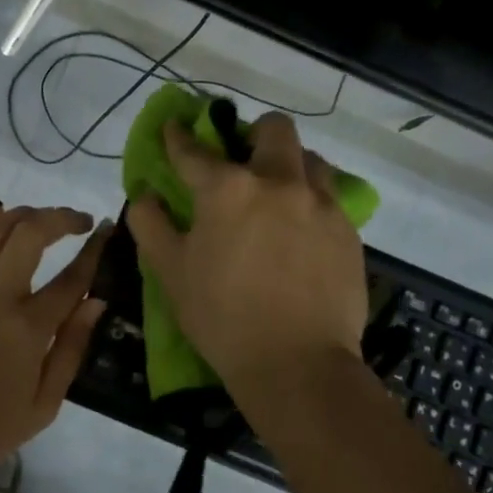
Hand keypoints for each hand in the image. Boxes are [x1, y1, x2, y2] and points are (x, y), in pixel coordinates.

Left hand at [0, 203, 109, 487]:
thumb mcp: (43, 406)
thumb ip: (71, 348)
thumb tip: (95, 301)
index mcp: (28, 329)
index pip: (71, 277)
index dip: (94, 249)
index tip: (105, 231)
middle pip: (30, 234)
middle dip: (59, 217)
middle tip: (76, 221)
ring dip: (20, 214)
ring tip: (37, 218)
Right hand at [127, 113, 366, 398]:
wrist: (297, 365)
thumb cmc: (222, 317)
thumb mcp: (170, 271)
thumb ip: (150, 223)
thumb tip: (144, 194)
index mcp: (227, 189)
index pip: (194, 149)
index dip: (178, 135)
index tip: (174, 127)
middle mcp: (278, 182)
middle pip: (274, 129)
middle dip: (253, 133)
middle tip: (241, 160)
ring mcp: (320, 204)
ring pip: (310, 159)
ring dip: (289, 165)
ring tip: (277, 195)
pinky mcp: (348, 231)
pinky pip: (330, 198)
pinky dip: (311, 201)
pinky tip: (300, 232)